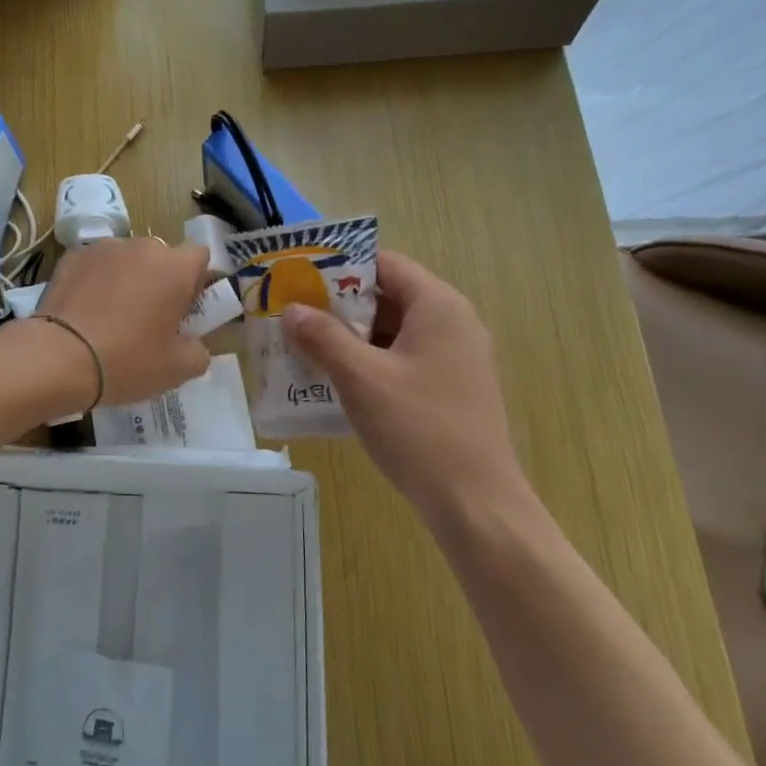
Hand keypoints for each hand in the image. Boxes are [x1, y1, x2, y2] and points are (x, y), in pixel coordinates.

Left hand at [35, 238, 210, 406]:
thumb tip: (192, 343)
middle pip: (161, 258)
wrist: (59, 358)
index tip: (182, 311)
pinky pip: (95, 266)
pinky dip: (95, 282)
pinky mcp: (72, 257)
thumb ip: (198, 351)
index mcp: (175, 268)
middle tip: (147, 320)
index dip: (195, 282)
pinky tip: (85, 313)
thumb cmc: (127, 361)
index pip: (200, 258)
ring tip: (110, 317)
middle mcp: (142, 247)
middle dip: (159, 281)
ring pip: (126, 260)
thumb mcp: (178, 370)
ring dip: (126, 280)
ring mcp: (104, 248)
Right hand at [281, 250, 534, 526]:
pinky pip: (403, 360)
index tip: (299, 279)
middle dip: (339, 306)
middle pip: (389, 296)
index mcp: (438, 306)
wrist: (474, 501)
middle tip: (293, 316)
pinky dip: (370, 363)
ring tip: (304, 348)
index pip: (385, 263)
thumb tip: (292, 310)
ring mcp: (456, 358)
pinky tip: (335, 381)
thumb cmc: (418, 428)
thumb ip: (323, 338)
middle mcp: (453, 323)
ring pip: (394, 332)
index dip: (340, 267)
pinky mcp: (451, 388)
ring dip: (351, 337)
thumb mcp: (361, 378)